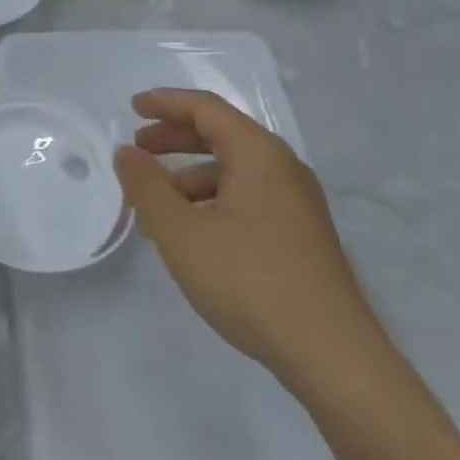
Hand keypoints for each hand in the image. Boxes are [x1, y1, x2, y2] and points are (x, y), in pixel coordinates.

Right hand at [114, 89, 384, 389]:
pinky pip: (246, 198)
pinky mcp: (300, 236)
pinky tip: (191, 235)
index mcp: (259, 154)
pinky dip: (211, 201)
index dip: (166, 102)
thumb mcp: (181, 233)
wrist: (333, 357)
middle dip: (174, 137)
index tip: (131, 109)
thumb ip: (147, 187)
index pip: (206, 108)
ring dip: (188, 176)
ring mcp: (296, 204)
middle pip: (221, 134)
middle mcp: (283, 169)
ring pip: (233, 170)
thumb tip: (126, 153)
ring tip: (154, 206)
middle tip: (137, 150)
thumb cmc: (250, 282)